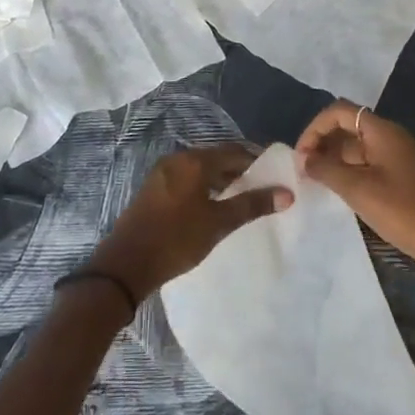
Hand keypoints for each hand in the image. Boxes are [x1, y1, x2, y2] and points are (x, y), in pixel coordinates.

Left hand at [86, 143, 292, 303]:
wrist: (127, 263)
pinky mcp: (154, 187)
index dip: (255, 160)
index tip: (273, 174)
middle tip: (260, 187)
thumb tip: (287, 193)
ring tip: (240, 197)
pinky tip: (212, 204)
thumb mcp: (218, 223)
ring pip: (200, 168)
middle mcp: (178, 158)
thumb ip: (252, 205)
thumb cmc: (177, 239)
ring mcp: (163, 172)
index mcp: (194, 161)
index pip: (233, 151)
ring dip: (220, 178)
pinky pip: (186, 177)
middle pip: (216, 157)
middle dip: (238, 169)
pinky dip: (203, 185)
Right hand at [296, 101, 414, 318]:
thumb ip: (326, 169)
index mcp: (382, 131)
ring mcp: (401, 157)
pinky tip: (342, 193)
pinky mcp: (406, 178)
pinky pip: (372, 165)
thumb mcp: (357, 189)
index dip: (316, 127)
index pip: (340, 111)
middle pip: (349, 128)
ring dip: (336, 161)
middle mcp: (392, 137)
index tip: (301, 154)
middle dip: (324, 144)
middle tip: (305, 171)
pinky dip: (352, 173)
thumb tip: (305, 158)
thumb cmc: (402, 210)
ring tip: (318, 183)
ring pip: (360, 149)